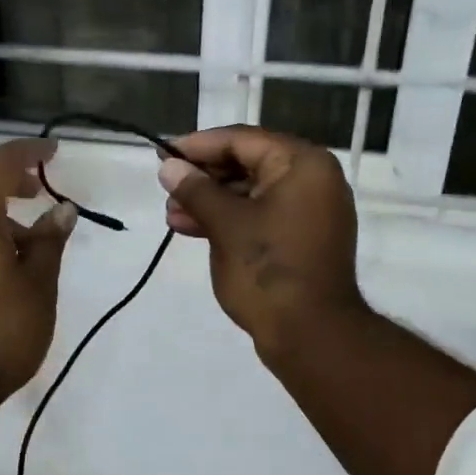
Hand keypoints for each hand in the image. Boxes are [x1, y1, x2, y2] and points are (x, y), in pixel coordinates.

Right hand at [157, 126, 364, 354]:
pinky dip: (229, 220)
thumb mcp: (225, 225)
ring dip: (211, 201)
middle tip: (166, 187)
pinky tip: (192, 228)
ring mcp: (310, 211)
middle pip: (248, 164)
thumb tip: (169, 167)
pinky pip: (261, 216)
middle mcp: (313, 180)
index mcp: (303, 164)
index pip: (242, 140)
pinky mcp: (301, 238)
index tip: (163, 155)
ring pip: (251, 193)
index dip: (198, 146)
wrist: (311, 334)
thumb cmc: (268, 270)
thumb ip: (195, 190)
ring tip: (172, 215)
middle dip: (203, 177)